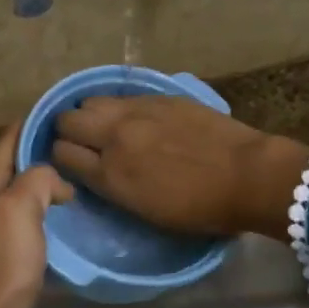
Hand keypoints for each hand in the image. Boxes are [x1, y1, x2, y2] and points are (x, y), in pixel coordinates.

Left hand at [0, 127, 71, 307]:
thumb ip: (38, 179)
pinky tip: (75, 215)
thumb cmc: (3, 262)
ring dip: (51, 182)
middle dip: (45, 151)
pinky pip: (35, 218)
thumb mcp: (19, 207)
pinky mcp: (12, 253)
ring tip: (85, 175)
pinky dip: (53, 210)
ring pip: (28, 192)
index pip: (9, 140)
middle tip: (83, 144)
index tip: (64, 112)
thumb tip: (59, 182)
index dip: (32, 122)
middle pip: (18, 165)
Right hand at [50, 95, 308, 239]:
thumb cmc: (200, 209)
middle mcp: (114, 137)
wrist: (248, 176)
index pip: (60, 154)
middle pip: (67, 120)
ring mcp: (136, 112)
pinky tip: (134, 117)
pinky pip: (122, 96)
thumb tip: (96, 171)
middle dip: (68, 131)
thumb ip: (113, 187)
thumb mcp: (146, 211)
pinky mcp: (159, 97)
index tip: (72, 164)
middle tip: (84, 142)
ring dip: (92, 114)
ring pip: (91, 101)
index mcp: (110, 175)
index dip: (61, 159)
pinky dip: (119, 107)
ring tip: (108, 126)